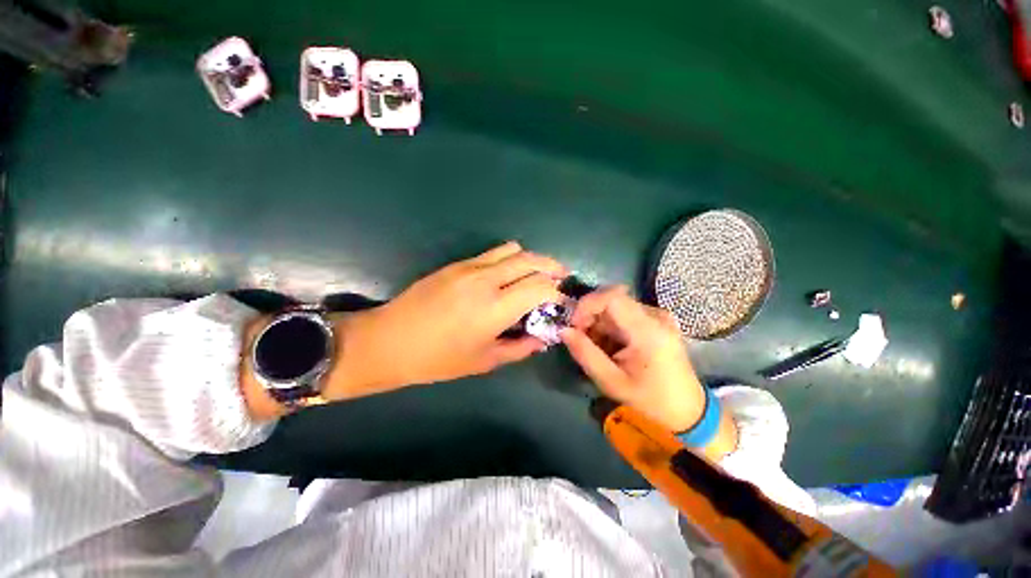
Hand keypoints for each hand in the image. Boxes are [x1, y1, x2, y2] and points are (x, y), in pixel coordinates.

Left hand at [325, 242, 566, 398]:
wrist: (389, 340)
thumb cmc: (438, 359)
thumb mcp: (485, 361)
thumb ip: (520, 347)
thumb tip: (542, 337)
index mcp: (495, 308)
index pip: (541, 286)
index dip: (557, 292)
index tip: (561, 302)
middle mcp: (486, 280)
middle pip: (531, 260)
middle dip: (552, 267)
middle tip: (561, 277)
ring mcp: (469, 267)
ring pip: (513, 249)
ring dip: (531, 259)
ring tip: (536, 274)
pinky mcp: (457, 263)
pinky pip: (492, 253)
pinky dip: (509, 259)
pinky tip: (507, 275)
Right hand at [560, 286, 705, 431]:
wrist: (689, 410)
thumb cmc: (651, 400)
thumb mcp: (612, 382)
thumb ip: (585, 354)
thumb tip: (563, 330)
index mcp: (648, 330)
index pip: (612, 296)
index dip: (587, 305)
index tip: (574, 325)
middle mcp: (655, 315)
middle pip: (612, 300)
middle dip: (590, 316)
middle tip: (581, 339)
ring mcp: (658, 316)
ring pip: (616, 307)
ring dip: (599, 323)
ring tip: (597, 349)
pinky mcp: (657, 321)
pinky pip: (625, 314)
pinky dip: (610, 327)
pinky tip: (612, 347)